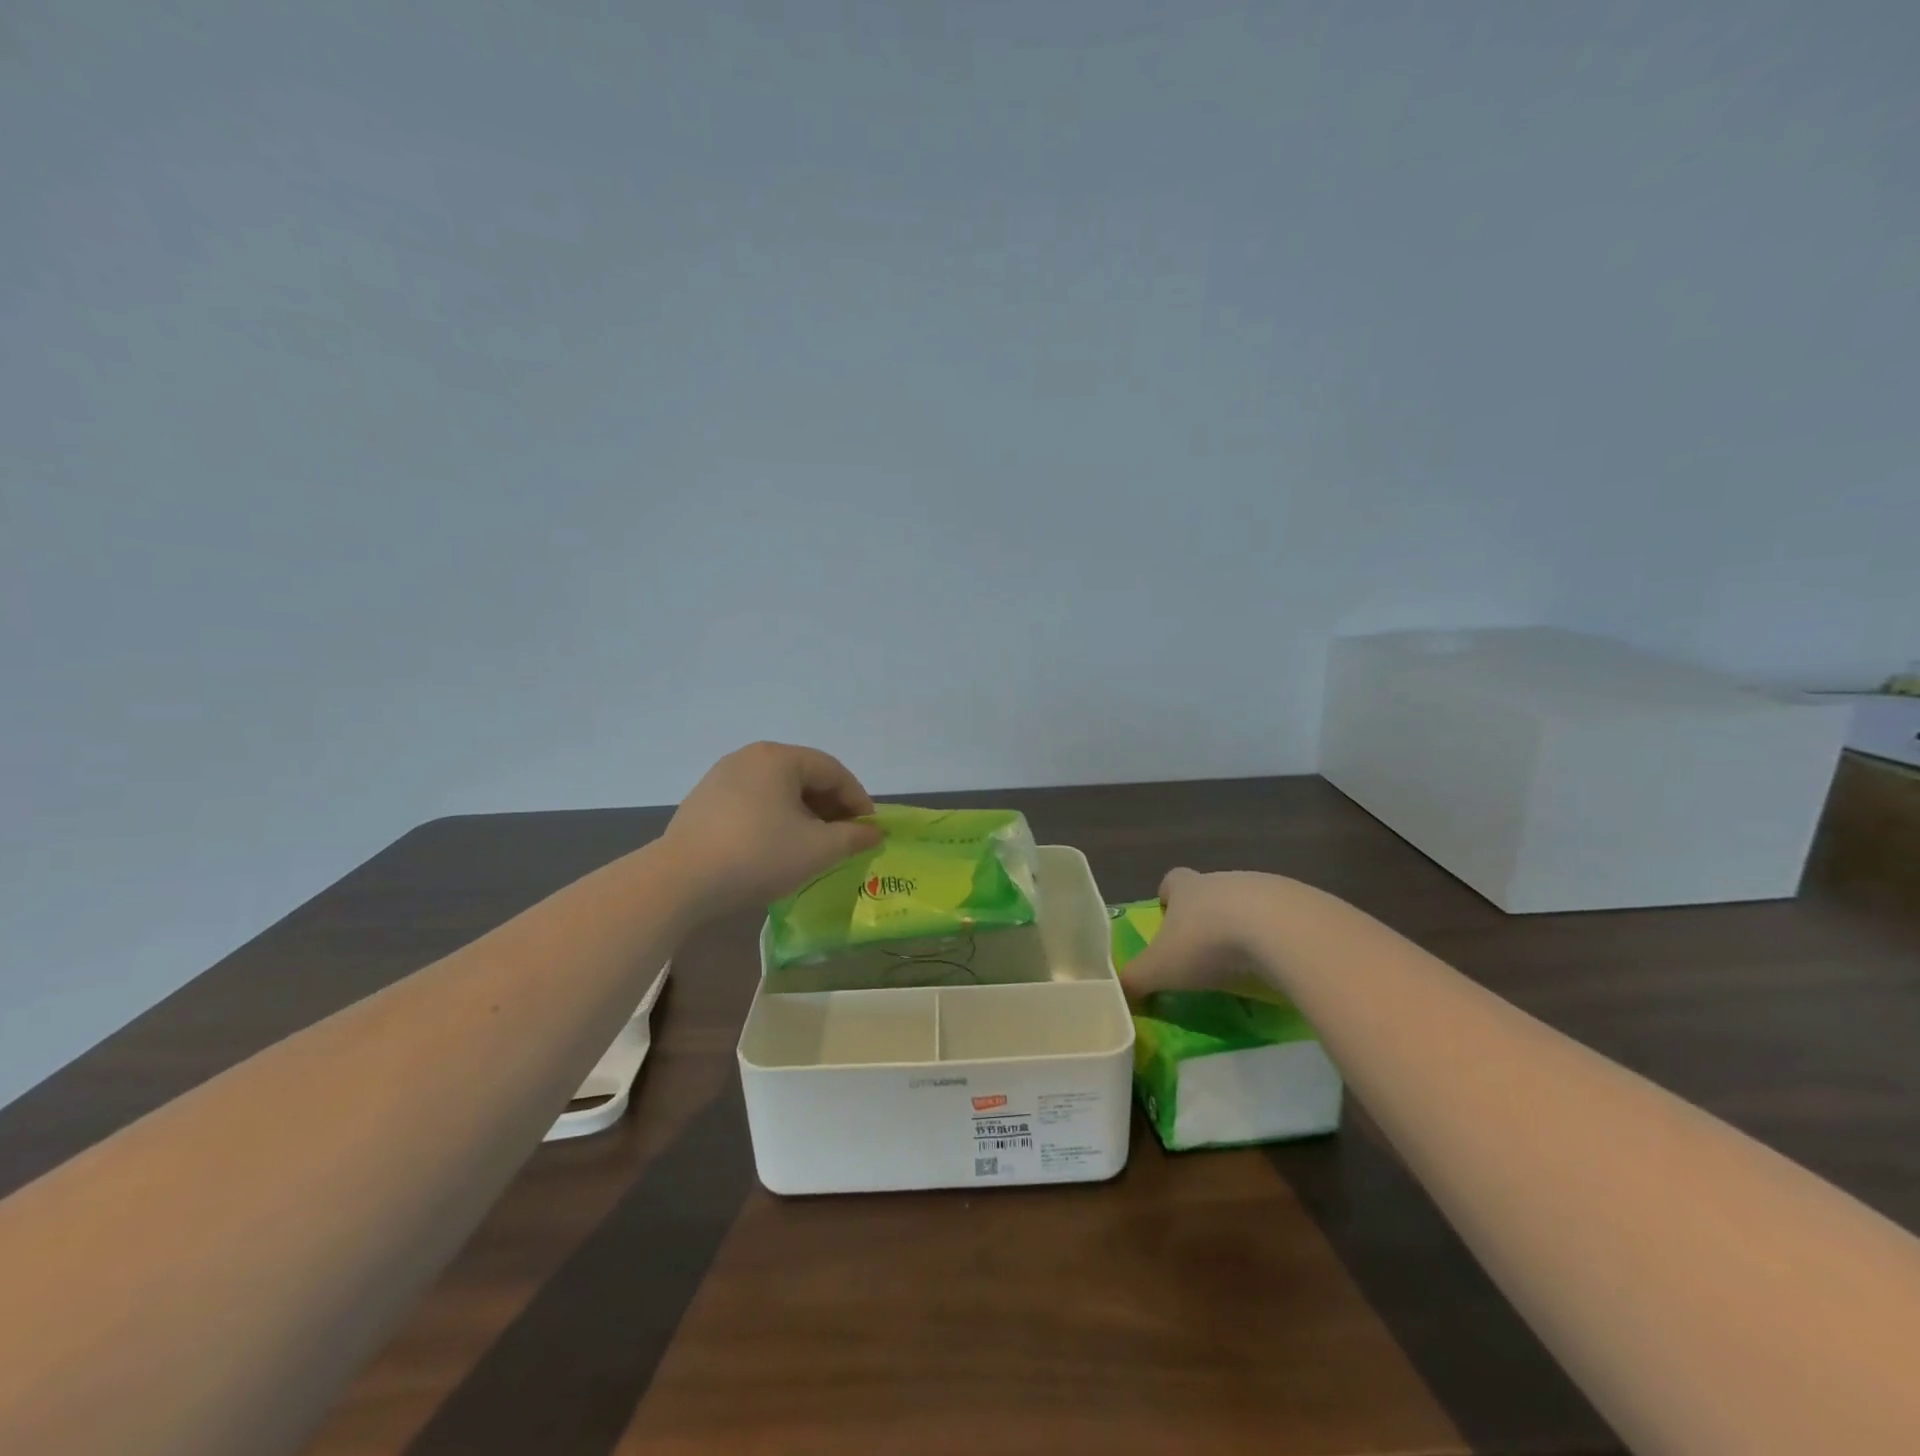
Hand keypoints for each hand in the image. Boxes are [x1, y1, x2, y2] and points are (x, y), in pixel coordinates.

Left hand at [662, 742, 884, 918]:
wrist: (680, 881)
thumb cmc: (758, 855)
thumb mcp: (817, 850)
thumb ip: (853, 838)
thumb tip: (873, 833)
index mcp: (779, 757)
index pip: (833, 771)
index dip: (858, 801)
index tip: (870, 831)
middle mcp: (749, 757)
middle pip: (804, 777)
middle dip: (830, 808)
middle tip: (845, 839)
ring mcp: (721, 778)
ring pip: (778, 791)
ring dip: (803, 816)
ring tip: (813, 847)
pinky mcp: (703, 802)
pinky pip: (753, 804)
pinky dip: (774, 820)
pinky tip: (776, 849)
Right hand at [1118, 868, 1271, 1001]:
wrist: (1283, 932)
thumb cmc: (1209, 944)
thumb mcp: (1161, 969)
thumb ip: (1136, 980)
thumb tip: (1118, 993)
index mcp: (1188, 888)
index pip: (1172, 881)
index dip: (1168, 899)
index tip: (1169, 922)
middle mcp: (1224, 880)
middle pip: (1211, 892)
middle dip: (1208, 918)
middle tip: (1207, 955)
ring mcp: (1266, 887)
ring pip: (1249, 904)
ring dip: (1246, 928)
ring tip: (1247, 965)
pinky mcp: (1304, 903)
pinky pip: (1286, 920)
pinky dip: (1281, 939)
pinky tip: (1282, 966)